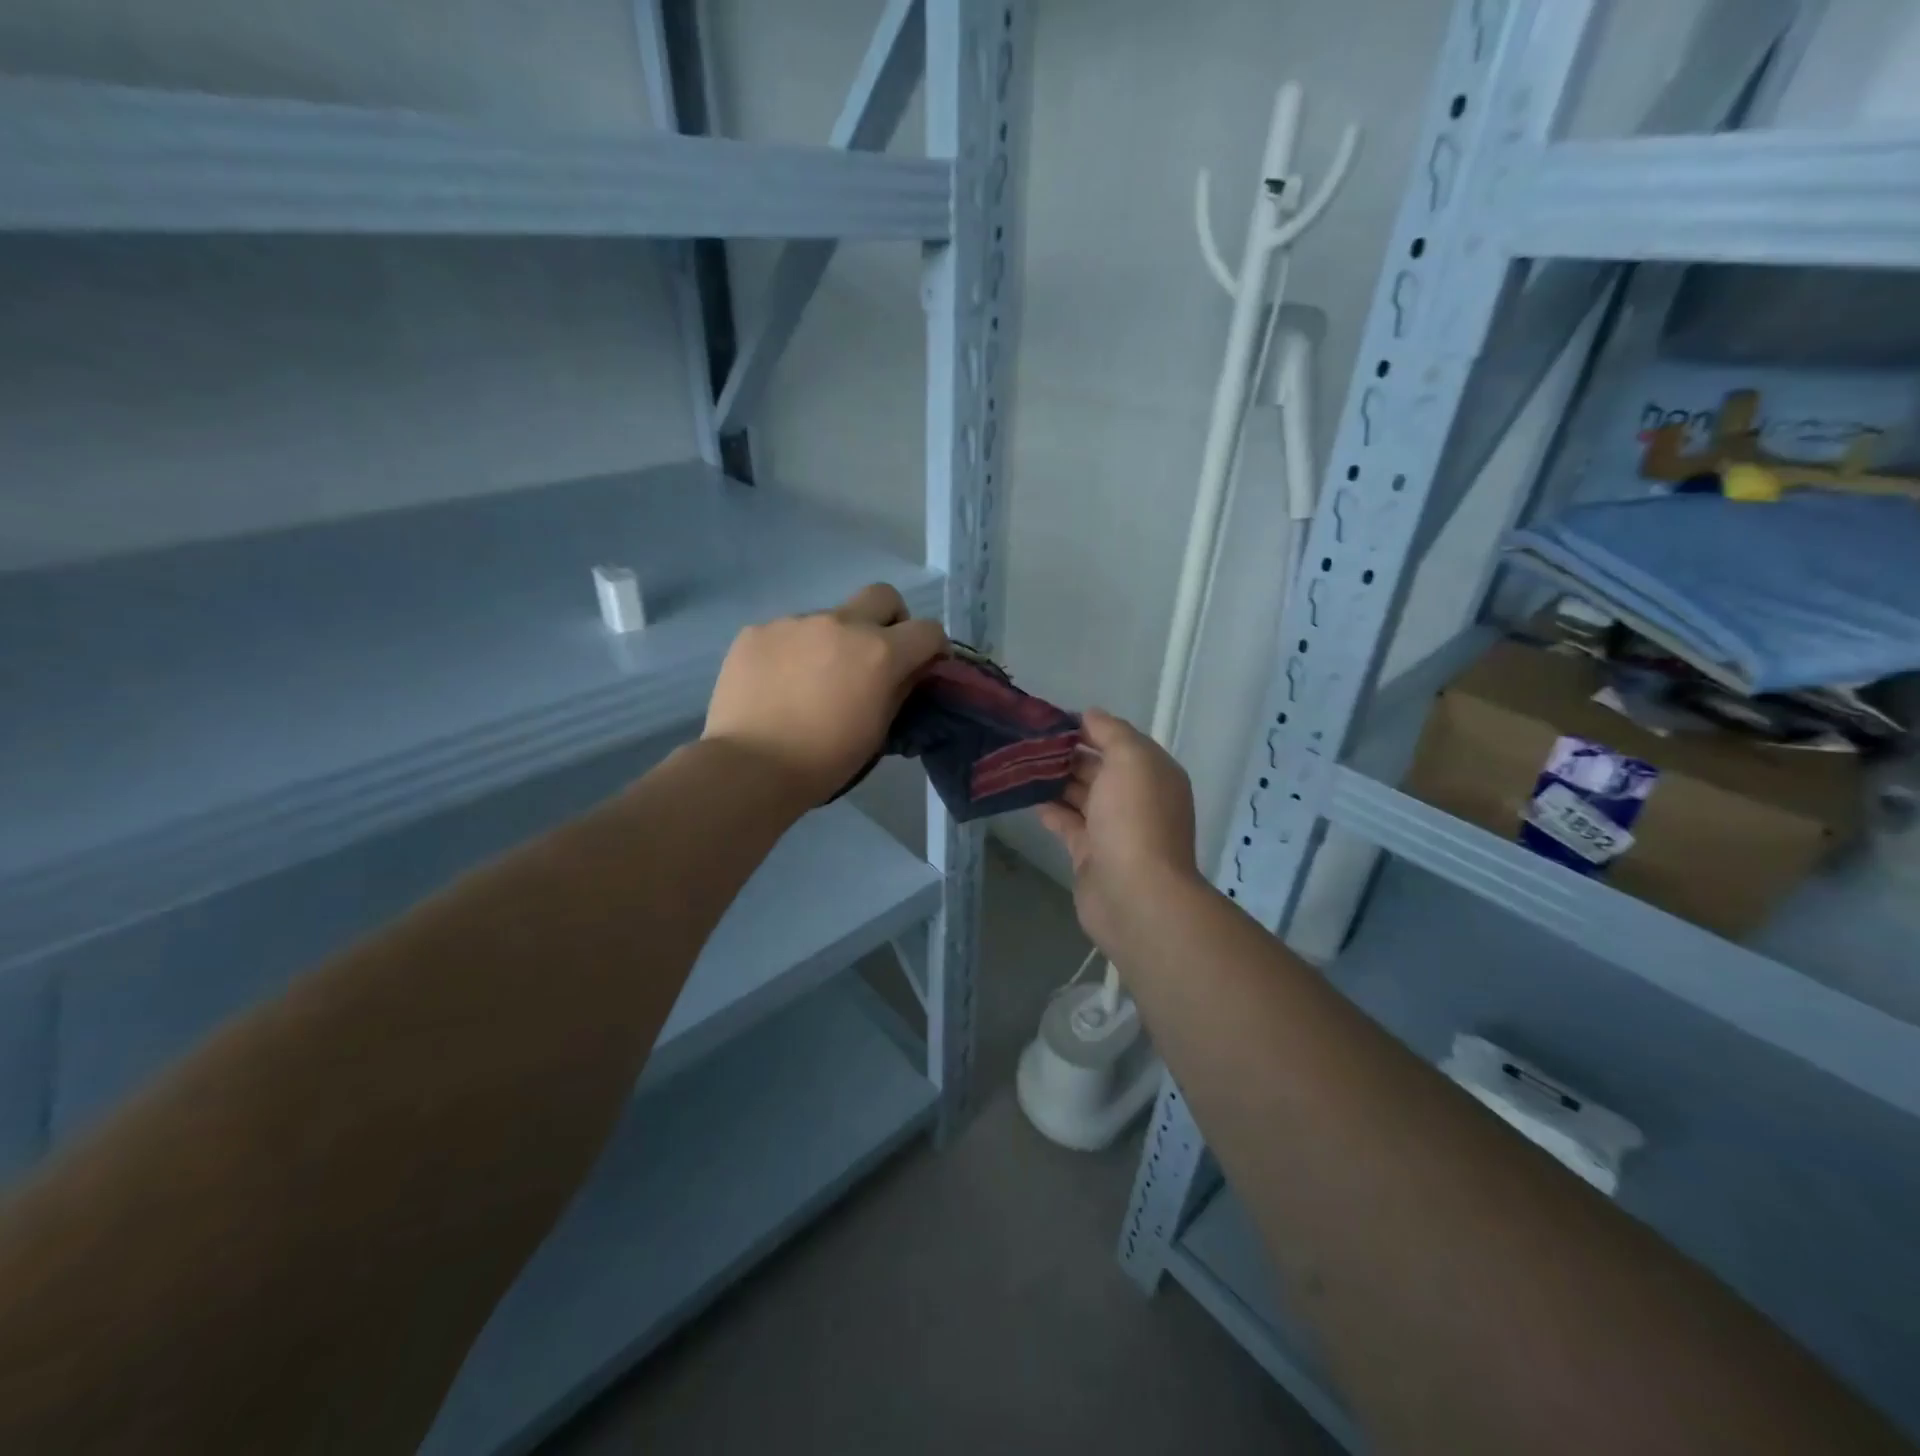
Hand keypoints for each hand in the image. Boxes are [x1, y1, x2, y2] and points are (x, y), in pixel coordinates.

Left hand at [704, 583, 947, 806]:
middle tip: (877, 654)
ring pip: (829, 618)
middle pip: (882, 596)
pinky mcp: (757, 631)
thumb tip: (908, 671)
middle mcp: (841, 624)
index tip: (925, 665)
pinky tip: (778, 684)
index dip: (934, 646)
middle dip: (890, 619)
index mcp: (879, 652)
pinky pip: (788, 633)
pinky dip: (793, 652)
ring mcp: (795, 622)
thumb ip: (899, 691)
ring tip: (813, 681)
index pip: (927, 629)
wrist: (749, 767)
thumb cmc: (824, 760)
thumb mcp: (877, 732)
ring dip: (834, 641)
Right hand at [1037, 709, 1202, 951]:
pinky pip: (1067, 822)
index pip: (1118, 741)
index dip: (1087, 728)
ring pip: (1080, 795)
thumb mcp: (1131, 759)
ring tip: (1017, 763)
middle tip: (1024, 741)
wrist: (1135, 894)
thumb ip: (1111, 732)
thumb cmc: (1135, 818)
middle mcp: (1136, 798)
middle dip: (1066, 753)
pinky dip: (1049, 808)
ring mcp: (1113, 828)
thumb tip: (1089, 715)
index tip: (1049, 720)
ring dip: (1053, 780)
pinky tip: (1024, 795)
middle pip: (1098, 767)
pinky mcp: (1090, 853)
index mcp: (1153, 773)